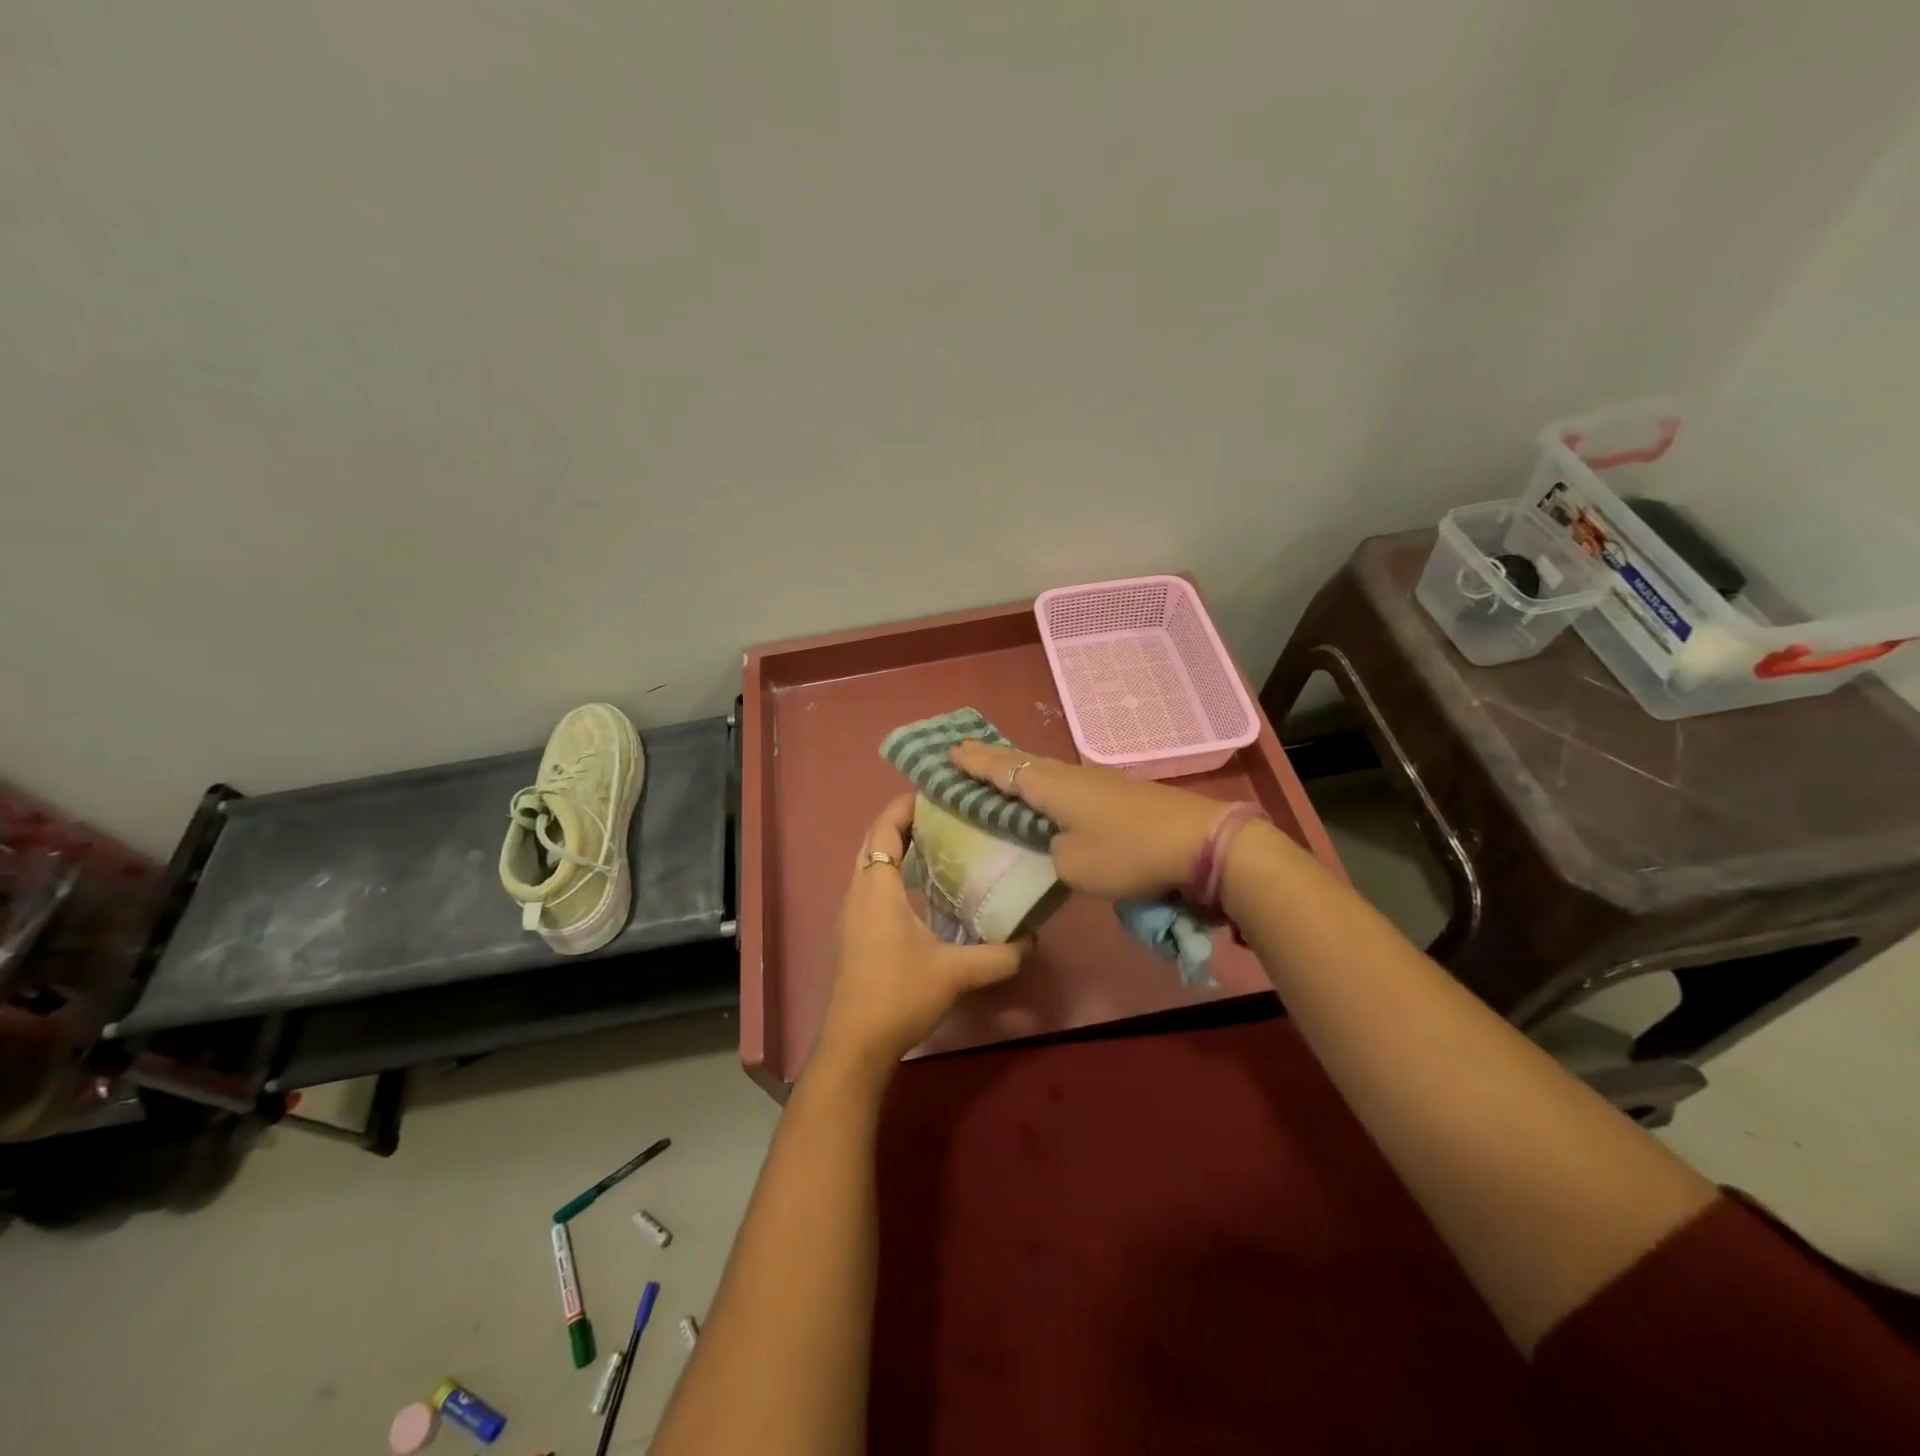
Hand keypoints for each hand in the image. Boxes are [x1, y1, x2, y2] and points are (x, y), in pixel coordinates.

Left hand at [814, 794, 1027, 1076]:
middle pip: (873, 841)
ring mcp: (851, 914)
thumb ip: (999, 955)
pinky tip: (923, 889)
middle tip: (941, 814)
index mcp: (876, 888)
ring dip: (895, 847)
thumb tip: (1033, 940)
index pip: (884, 829)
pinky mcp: (853, 934)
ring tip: (936, 842)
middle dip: (901, 822)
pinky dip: (891, 872)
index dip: (904, 806)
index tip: (934, 792)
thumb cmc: (899, 995)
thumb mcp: (956, 972)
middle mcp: (858, 893)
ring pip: (869, 864)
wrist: (855, 1045)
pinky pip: (870, 885)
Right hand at [949, 741, 1224, 899]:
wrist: (1199, 842)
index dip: (974, 763)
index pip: (1002, 770)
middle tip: (964, 753)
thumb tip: (1054, 843)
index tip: (948, 752)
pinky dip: (1043, 785)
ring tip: (998, 773)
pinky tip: (1046, 795)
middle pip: (1022, 762)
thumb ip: (1050, 853)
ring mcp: (1097, 781)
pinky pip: (1066, 783)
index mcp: (1052, 787)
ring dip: (1018, 771)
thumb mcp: (1073, 866)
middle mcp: (1070, 775)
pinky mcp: (1118, 793)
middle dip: (991, 759)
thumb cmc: (1127, 852)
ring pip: (1045, 771)